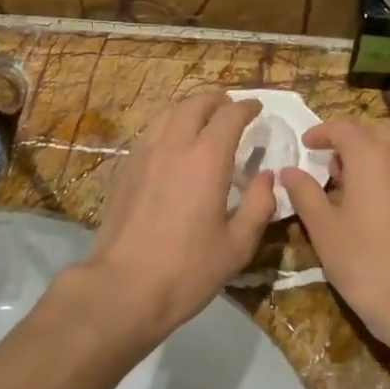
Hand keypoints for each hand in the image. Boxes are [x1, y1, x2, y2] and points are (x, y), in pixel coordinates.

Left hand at [82, 92, 276, 339]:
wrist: (123, 288)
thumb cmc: (187, 270)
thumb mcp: (237, 245)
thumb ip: (258, 205)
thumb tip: (266, 177)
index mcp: (207, 158)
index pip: (230, 116)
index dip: (246, 107)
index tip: (257, 109)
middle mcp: (174, 145)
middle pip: (196, 104)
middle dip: (217, 100)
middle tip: (231, 108)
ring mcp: (144, 154)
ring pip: (168, 113)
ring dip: (190, 108)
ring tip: (203, 119)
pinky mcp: (126, 169)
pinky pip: (150, 131)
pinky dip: (168, 125)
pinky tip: (173, 144)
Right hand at [278, 119, 389, 352]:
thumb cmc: (364, 262)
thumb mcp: (323, 229)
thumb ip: (305, 193)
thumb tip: (289, 171)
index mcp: (371, 159)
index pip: (345, 128)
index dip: (322, 132)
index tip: (306, 144)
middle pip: (376, 131)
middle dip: (351, 138)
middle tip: (330, 162)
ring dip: (371, 155)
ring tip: (349, 184)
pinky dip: (388, 173)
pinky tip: (375, 206)